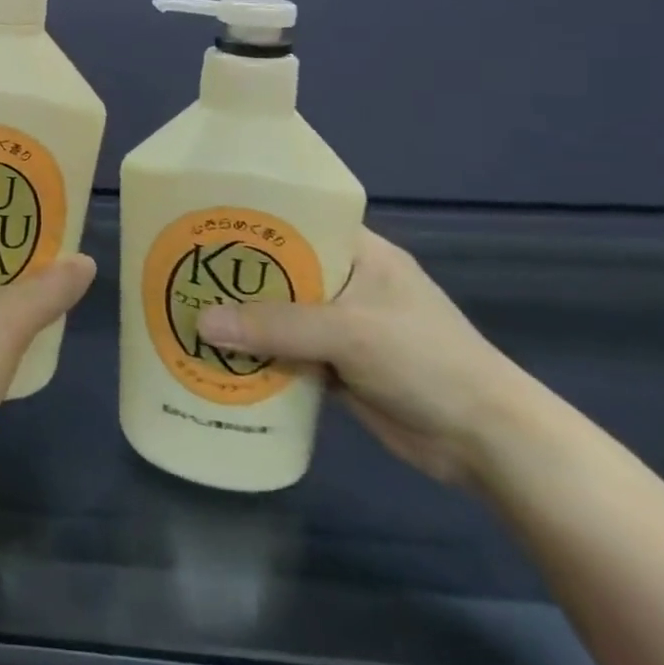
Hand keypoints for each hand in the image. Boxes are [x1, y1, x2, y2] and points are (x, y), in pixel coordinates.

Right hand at [197, 227, 531, 485]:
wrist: (487, 443)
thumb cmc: (425, 361)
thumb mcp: (349, 333)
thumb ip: (275, 326)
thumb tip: (200, 324)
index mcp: (358, 252)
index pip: (295, 221)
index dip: (249, 221)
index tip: (198, 222)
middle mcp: (345, 282)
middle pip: (277, 271)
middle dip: (233, 275)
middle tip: (176, 270)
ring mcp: (340, 326)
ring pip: (277, 315)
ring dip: (240, 319)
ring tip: (183, 311)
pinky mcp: (335, 366)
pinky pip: (283, 352)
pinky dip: (255, 355)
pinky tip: (215, 356)